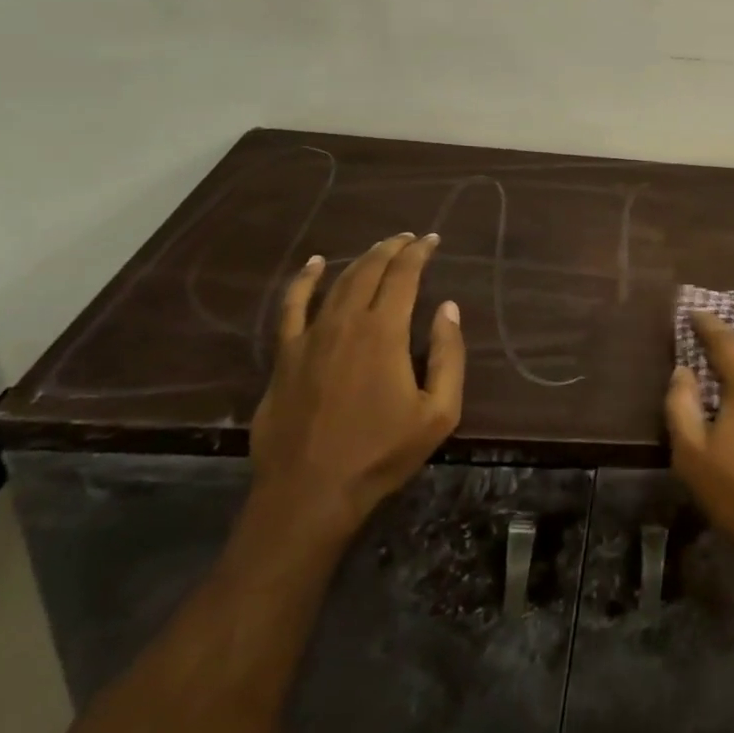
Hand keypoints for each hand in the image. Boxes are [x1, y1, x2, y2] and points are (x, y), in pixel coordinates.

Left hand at [248, 233, 465, 544]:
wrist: (310, 494)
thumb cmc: (381, 454)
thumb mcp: (438, 412)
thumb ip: (447, 355)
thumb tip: (448, 308)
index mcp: (384, 332)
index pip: (404, 276)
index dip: (419, 253)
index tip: (432, 240)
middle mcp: (346, 322)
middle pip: (369, 271)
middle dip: (391, 249)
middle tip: (409, 239)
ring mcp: (310, 337)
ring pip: (337, 282)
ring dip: (360, 260)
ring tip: (378, 248)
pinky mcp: (285, 356)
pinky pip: (291, 307)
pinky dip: (303, 281)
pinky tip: (313, 265)